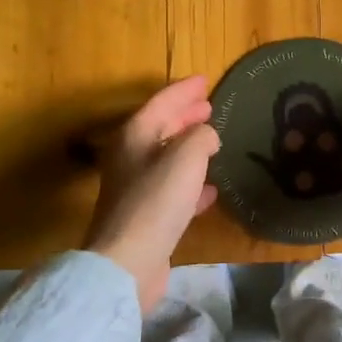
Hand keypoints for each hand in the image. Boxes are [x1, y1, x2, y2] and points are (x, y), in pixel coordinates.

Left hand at [83, 76, 221, 314]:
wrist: (128, 261)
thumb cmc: (157, 201)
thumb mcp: (186, 157)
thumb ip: (201, 137)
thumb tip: (207, 135)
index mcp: (135, 135)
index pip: (162, 101)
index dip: (184, 90)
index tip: (205, 80)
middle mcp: (131, 156)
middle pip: (160, 127)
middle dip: (185, 115)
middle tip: (208, 106)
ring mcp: (136, 187)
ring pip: (167, 157)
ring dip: (189, 147)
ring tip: (213, 140)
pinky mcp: (146, 216)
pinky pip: (173, 189)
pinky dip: (191, 182)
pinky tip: (211, 189)